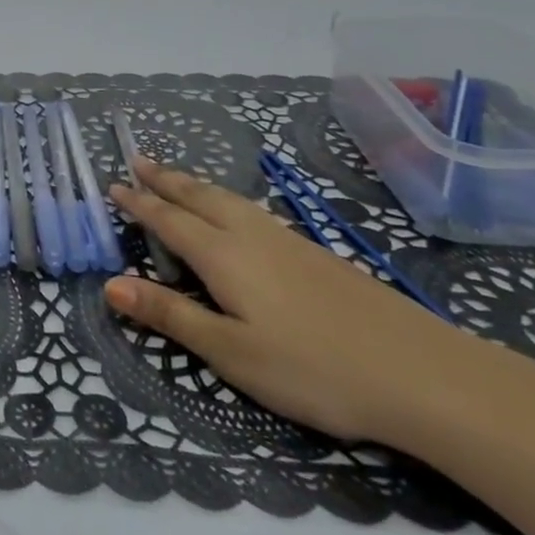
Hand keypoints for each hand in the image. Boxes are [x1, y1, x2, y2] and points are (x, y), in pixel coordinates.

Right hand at [106, 160, 483, 443]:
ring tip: (178, 178)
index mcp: (223, 255)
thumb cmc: (315, 369)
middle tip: (138, 159)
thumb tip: (109, 284)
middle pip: (199, 196)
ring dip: (195, 184)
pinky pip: (254, 210)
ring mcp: (288, 241)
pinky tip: (238, 213)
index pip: (169, 219)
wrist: (425, 374)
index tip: (113, 185)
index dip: (139, 203)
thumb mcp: (232, 353)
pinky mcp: (317, 254)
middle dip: (165, 179)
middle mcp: (251, 235)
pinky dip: (227, 199)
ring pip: (230, 199)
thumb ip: (170, 316)